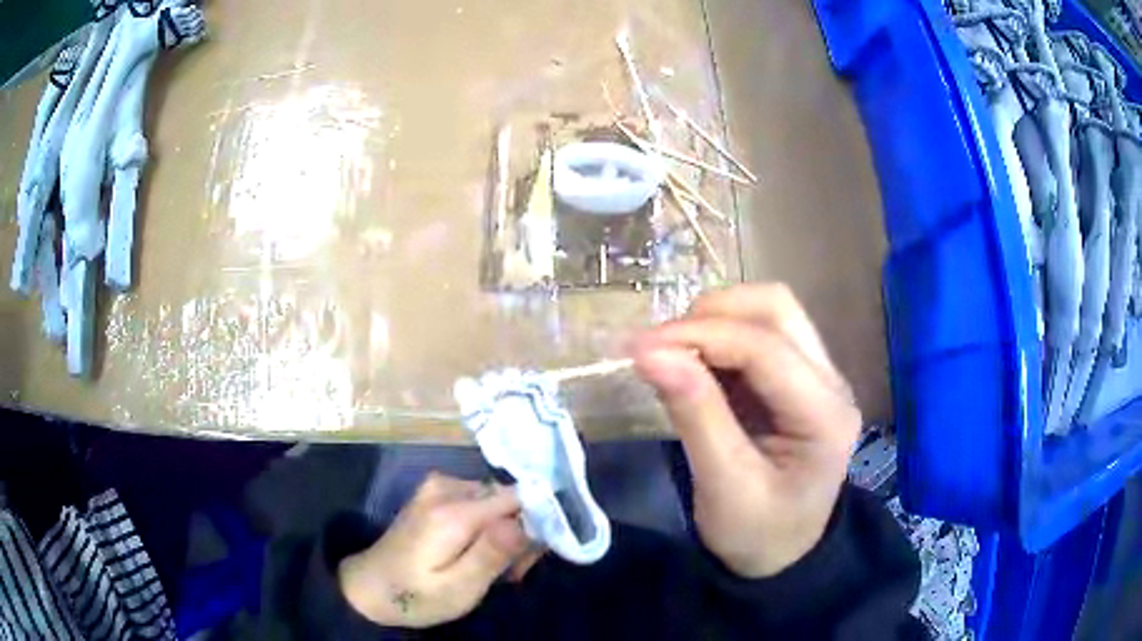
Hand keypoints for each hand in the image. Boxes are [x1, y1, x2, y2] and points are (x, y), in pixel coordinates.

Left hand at [338, 473, 528, 627]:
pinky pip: (480, 502)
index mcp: (453, 511)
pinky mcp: (436, 492)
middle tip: (510, 574)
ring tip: (493, 570)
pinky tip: (477, 553)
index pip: (520, 497)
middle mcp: (447, 486)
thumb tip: (526, 520)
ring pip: (498, 501)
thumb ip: (491, 554)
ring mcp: (439, 485)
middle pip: (509, 499)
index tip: (526, 561)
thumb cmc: (414, 595)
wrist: (369, 587)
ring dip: (505, 533)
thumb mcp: (458, 589)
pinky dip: (487, 527)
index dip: (536, 526)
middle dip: (519, 535)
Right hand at [633, 284, 860, 577]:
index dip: (699, 336)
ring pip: (771, 311)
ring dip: (717, 320)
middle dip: (713, 314)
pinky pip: (761, 333)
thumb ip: (694, 414)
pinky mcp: (799, 377)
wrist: (782, 555)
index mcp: (825, 416)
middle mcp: (832, 382)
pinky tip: (694, 364)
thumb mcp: (723, 485)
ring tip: (673, 353)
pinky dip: (721, 337)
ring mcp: (819, 375)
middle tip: (660, 347)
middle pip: (777, 308)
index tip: (638, 348)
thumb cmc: (756, 533)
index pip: (765, 348)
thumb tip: (648, 352)